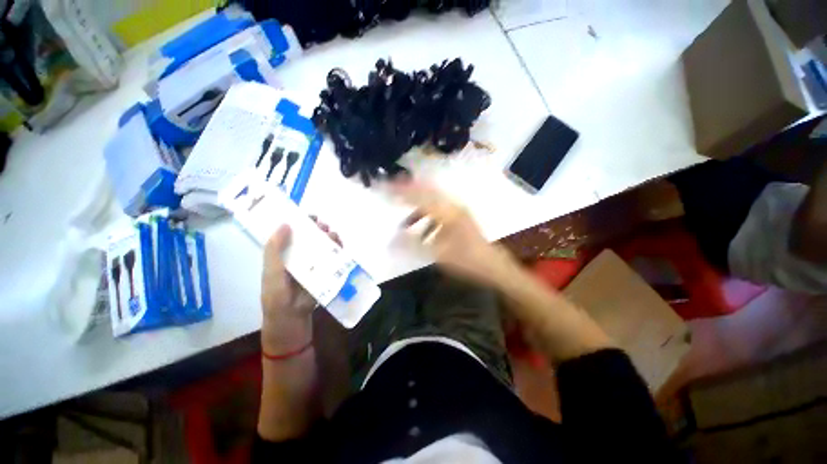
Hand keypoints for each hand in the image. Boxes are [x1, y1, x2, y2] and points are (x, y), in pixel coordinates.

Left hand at [260, 219, 340, 351]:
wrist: (292, 319)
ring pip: (324, 247)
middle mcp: (300, 257)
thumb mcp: (272, 272)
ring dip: (330, 239)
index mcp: (284, 255)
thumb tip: (285, 224)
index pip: (293, 234)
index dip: (300, 223)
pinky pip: (333, 259)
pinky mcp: (326, 273)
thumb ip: (275, 249)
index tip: (309, 215)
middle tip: (324, 226)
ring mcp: (314, 265)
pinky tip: (341, 247)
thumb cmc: (277, 296)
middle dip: (318, 230)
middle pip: (311, 239)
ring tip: (333, 236)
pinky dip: (338, 251)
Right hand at [391, 179, 513, 286]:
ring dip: (416, 204)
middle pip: (426, 190)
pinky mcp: (458, 217)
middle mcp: (452, 206)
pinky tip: (419, 227)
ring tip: (402, 214)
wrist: (492, 265)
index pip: (420, 196)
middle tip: (390, 187)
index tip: (385, 186)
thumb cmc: (467, 260)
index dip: (402, 191)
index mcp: (448, 212)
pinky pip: (437, 210)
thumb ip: (414, 246)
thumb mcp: (438, 254)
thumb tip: (391, 240)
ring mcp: (457, 210)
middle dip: (408, 189)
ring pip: (432, 200)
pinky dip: (425, 215)